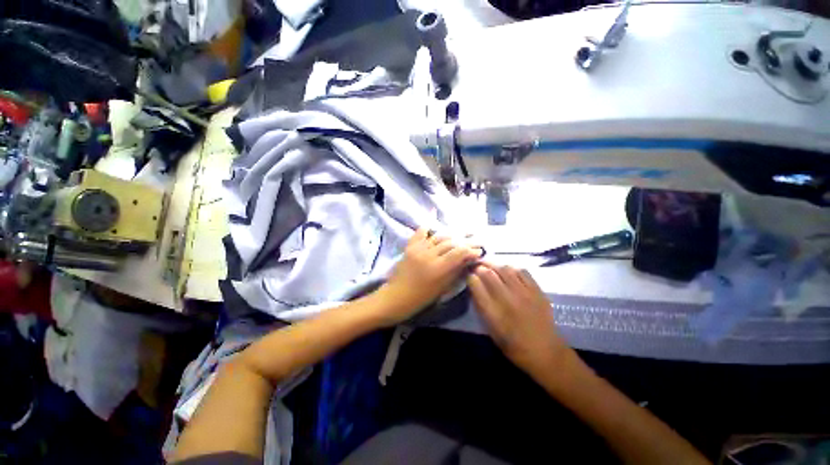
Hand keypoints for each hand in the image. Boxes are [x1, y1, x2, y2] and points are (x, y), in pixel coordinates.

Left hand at [377, 228, 481, 325]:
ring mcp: (418, 249)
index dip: (471, 250)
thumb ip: (455, 271)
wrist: (396, 296)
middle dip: (465, 241)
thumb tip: (468, 260)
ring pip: (439, 237)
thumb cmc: (421, 298)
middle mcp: (429, 255)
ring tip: (463, 233)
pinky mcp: (410, 247)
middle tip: (476, 240)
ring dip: (452, 234)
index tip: (479, 251)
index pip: (459, 253)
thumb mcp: (442, 288)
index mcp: (438, 268)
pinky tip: (434, 219)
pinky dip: (427, 226)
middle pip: (451, 243)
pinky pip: (420, 233)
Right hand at [467, 263, 572, 378]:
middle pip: (489, 273)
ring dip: (494, 265)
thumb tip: (475, 288)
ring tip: (490, 266)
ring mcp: (524, 294)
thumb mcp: (491, 331)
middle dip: (480, 267)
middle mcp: (507, 300)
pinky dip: (512, 268)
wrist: (546, 353)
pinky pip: (522, 271)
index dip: (470, 277)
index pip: (476, 285)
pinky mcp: (537, 291)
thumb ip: (482, 308)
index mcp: (494, 313)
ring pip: (505, 268)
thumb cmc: (514, 346)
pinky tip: (508, 271)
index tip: (469, 276)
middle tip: (477, 267)